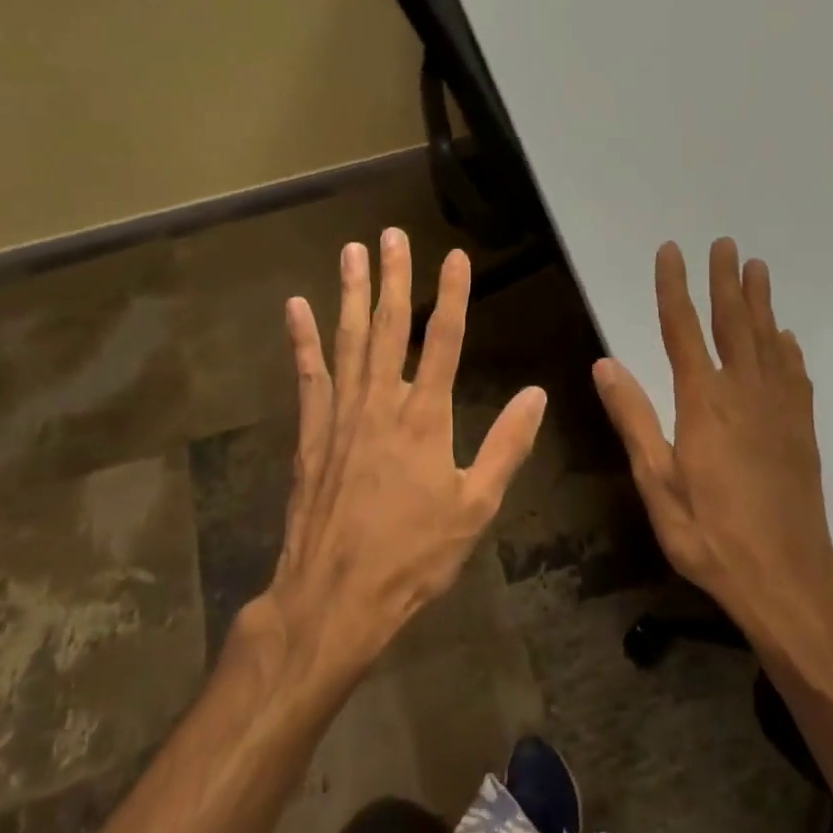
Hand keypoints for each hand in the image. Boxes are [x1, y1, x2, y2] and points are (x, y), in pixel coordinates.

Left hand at [257, 228, 547, 682]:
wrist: (334, 598)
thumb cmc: (413, 555)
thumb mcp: (476, 507)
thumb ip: (506, 446)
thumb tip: (536, 394)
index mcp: (426, 417)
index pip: (444, 340)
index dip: (453, 294)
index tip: (455, 256)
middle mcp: (381, 403)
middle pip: (390, 327)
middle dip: (394, 277)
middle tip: (391, 234)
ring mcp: (340, 415)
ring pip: (348, 340)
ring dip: (351, 293)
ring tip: (352, 251)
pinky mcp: (311, 433)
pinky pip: (308, 375)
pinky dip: (302, 340)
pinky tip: (296, 308)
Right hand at [593, 239, 832, 651]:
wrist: (788, 577)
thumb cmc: (710, 535)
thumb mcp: (657, 483)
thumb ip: (634, 419)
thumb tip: (605, 364)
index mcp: (704, 403)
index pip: (683, 329)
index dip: (674, 287)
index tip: (671, 251)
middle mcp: (745, 393)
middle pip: (733, 323)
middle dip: (725, 281)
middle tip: (725, 243)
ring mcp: (779, 408)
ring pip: (768, 339)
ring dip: (760, 301)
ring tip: (757, 268)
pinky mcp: (801, 427)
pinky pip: (794, 372)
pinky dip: (787, 346)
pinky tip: (785, 336)